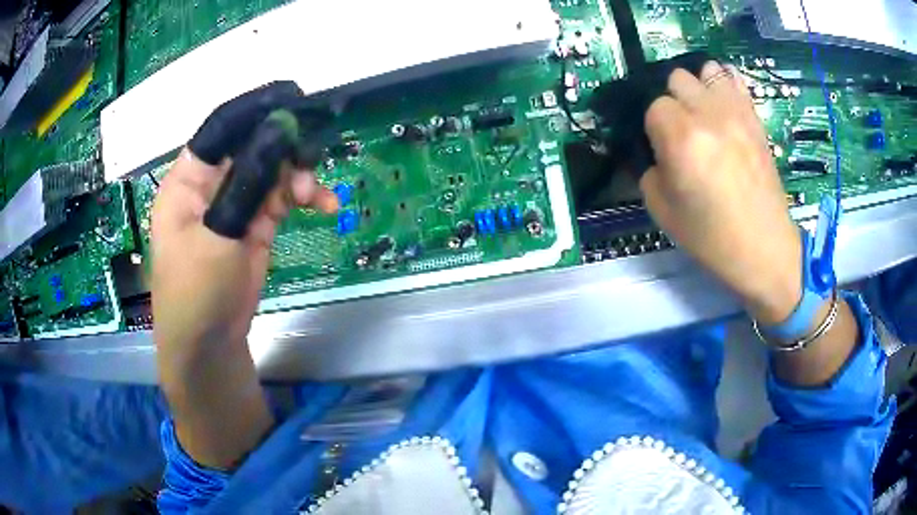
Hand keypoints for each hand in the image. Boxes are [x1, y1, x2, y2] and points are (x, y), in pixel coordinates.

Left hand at [150, 82, 337, 467]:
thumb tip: (279, 130)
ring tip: (317, 195)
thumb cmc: (196, 292)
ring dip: (298, 175)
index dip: (253, 109)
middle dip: (284, 144)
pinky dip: (305, 197)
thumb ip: (248, 183)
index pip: (220, 128)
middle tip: (314, 149)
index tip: (293, 97)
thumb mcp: (218, 236)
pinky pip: (284, 197)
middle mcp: (211, 183)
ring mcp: (235, 202)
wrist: (209, 344)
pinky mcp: (255, 222)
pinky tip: (324, 206)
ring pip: (272, 169)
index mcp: (188, 179)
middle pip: (251, 144)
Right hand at [641, 61, 801, 324]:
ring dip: (699, 88)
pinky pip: (735, 79)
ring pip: (705, 71)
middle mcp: (707, 114)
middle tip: (682, 131)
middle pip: (677, 79)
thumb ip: (649, 170)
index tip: (662, 150)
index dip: (653, 128)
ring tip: (704, 113)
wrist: (764, 248)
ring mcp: (736, 112)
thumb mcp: (662, 210)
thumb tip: (655, 150)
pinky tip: (723, 103)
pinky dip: (724, 84)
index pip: (652, 106)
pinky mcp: (754, 117)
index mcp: (680, 137)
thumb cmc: (711, 237)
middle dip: (674, 102)